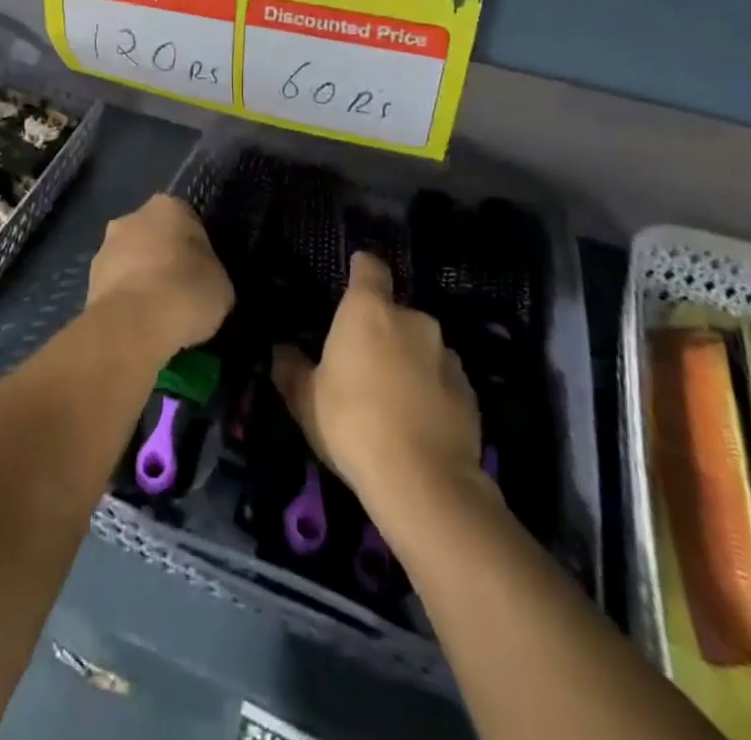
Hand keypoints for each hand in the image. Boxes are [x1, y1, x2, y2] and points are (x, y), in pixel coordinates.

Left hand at [86, 194, 234, 358]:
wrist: (133, 325)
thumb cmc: (186, 291)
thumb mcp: (222, 285)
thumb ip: (210, 273)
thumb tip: (202, 281)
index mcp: (167, 206)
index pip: (187, 220)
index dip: (196, 247)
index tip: (203, 273)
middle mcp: (131, 218)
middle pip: (153, 236)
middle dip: (164, 258)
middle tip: (181, 291)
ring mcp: (104, 248)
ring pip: (130, 261)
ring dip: (142, 280)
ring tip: (160, 316)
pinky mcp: (88, 281)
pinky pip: (116, 288)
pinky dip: (127, 302)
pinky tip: (140, 326)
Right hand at [274, 252, 483, 513]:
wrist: (424, 482)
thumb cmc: (353, 424)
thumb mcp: (305, 399)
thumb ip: (291, 368)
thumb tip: (281, 350)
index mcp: (369, 310)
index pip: (369, 267)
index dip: (361, 269)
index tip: (353, 276)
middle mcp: (412, 319)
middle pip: (394, 313)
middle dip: (381, 331)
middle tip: (362, 364)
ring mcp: (446, 354)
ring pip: (420, 347)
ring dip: (408, 361)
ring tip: (392, 399)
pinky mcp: (469, 391)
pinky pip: (441, 379)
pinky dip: (430, 390)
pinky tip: (418, 423)